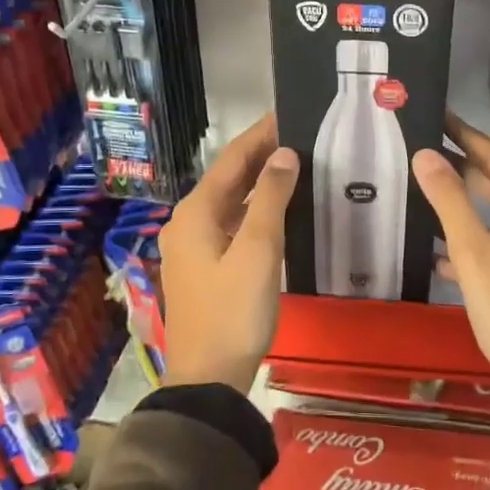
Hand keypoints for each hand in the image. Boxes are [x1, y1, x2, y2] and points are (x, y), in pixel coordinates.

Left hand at [159, 114, 298, 390]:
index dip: (260, 135)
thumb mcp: (258, 251)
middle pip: (228, 179)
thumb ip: (271, 199)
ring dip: (259, 183)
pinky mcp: (204, 267)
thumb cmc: (234, 311)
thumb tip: (284, 154)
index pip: (232, 160)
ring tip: (296, 165)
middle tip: (301, 136)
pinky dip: (254, 210)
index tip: (289, 113)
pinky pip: (230, 224)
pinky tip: (278, 210)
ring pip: (230, 202)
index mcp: (195, 213)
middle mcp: (188, 222)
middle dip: (261, 156)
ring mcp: (193, 247)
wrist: (208, 376)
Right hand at [412, 116, 489, 420]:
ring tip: (424, 197)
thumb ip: (450, 203)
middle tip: (422, 151)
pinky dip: (479, 244)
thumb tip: (426, 154)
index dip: (465, 135)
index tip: (436, 114)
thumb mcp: (476, 259)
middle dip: (463, 169)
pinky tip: (442, 257)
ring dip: (467, 210)